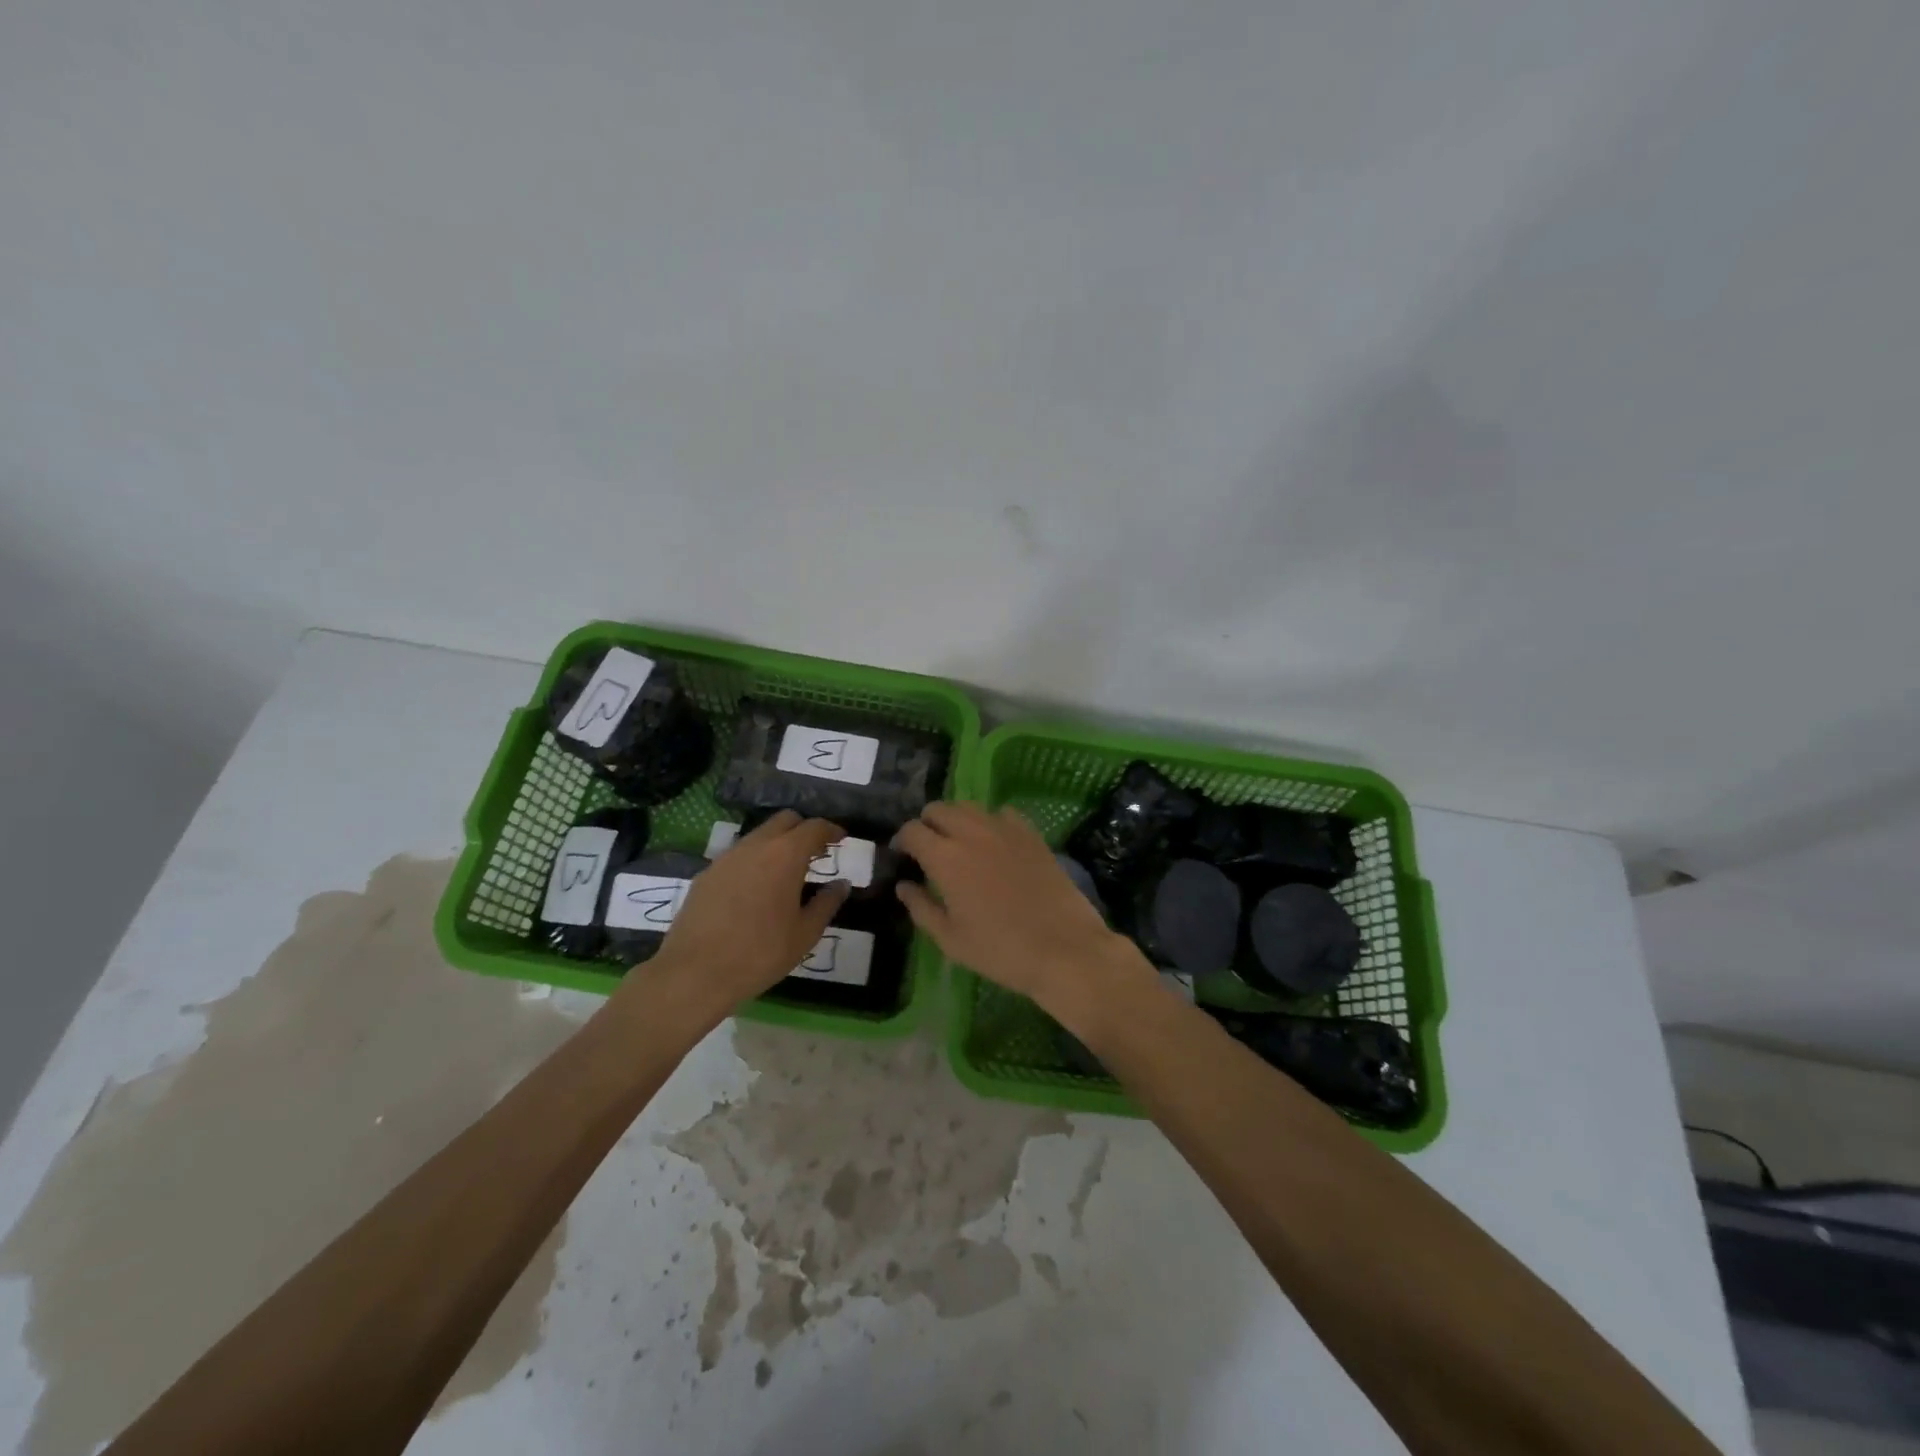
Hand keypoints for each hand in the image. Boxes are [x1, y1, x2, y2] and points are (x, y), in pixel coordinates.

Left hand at [627, 811, 850, 1027]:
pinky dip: (753, 861)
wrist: (695, 973)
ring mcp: (726, 858)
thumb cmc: (761, 953)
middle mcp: (755, 846)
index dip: (830, 829)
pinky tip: (755, 889)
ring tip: (786, 872)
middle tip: (815, 852)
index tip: (840, 839)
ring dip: (777, 844)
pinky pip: (737, 856)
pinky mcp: (706, 874)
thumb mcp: (805, 933)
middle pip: (784, 820)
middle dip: (803, 830)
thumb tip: (842, 884)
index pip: (813, 826)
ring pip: (758, 836)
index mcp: (785, 855)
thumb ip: (827, 903)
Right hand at [894, 802, 1155, 1020]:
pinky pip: (1002, 813)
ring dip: (956, 819)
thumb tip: (904, 885)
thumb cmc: (1000, 950)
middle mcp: (972, 833)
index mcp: (945, 858)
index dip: (902, 840)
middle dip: (927, 824)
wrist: (1064, 948)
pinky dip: (990, 821)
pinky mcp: (1031, 834)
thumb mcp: (951, 940)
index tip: (902, 856)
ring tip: (959, 843)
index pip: (912, 830)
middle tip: (928, 849)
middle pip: (938, 808)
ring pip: (969, 806)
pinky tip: (994, 843)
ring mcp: (1005, 829)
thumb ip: (921, 908)